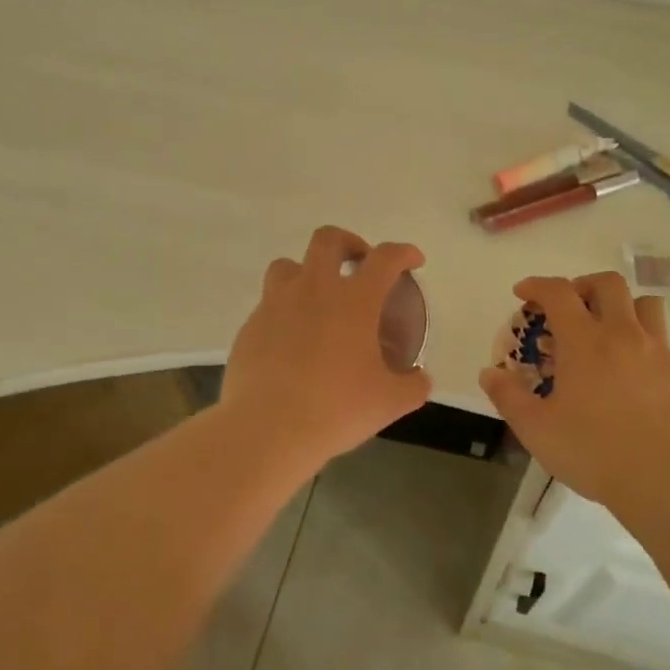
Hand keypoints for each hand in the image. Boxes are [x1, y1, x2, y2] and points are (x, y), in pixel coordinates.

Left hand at [221, 226, 433, 473]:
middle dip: (349, 243)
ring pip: (288, 265)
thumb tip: (419, 380)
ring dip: (308, 272)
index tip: (413, 261)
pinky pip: (268, 304)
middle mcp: (313, 290)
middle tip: (359, 266)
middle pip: (328, 240)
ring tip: (319, 300)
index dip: (404, 253)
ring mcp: (275, 305)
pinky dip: (285, 311)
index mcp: (353, 300)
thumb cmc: (336, 409)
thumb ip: (413, 386)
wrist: (267, 430)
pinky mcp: (250, 327)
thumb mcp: (389, 402)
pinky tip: (293, 341)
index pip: (385, 258)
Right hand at [479, 272, 669, 511]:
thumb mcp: (535, 428)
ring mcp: (655, 351)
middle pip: (607, 283)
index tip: (523, 293)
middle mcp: (622, 334)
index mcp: (584, 341)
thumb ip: (508, 396)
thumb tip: (490, 373)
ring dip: (621, 305)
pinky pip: (660, 337)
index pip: (558, 292)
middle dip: (582, 285)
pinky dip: (640, 338)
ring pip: (644, 303)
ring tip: (606, 329)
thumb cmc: (591, 449)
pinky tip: (628, 368)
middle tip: (568, 308)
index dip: (537, 285)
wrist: (661, 477)